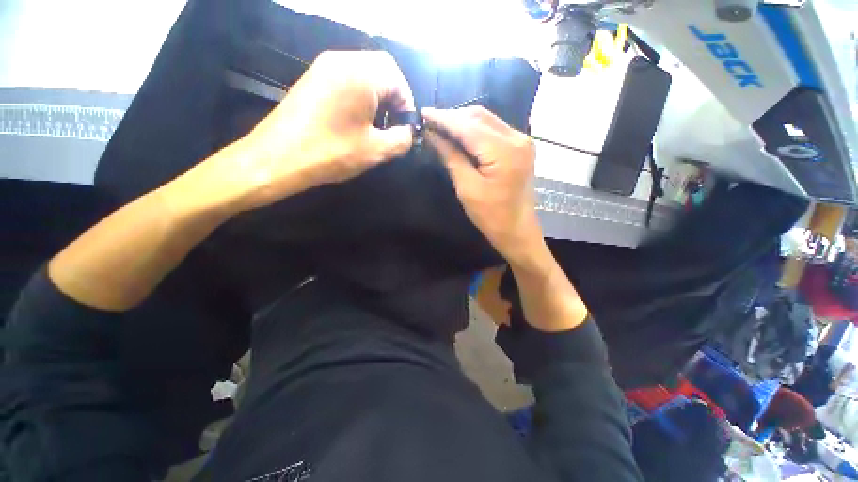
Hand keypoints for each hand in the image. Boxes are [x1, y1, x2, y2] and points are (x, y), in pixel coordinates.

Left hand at [229, 51, 414, 210]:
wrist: (278, 157)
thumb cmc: (331, 152)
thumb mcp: (376, 150)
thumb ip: (402, 139)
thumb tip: (408, 133)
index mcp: (361, 74)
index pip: (397, 77)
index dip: (407, 104)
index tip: (405, 128)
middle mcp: (342, 60)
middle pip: (381, 69)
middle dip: (393, 98)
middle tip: (393, 125)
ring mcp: (324, 67)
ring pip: (364, 73)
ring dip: (377, 97)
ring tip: (377, 125)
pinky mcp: (313, 79)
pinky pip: (347, 79)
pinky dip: (360, 96)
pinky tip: (356, 120)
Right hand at [422, 106, 541, 261]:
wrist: (517, 230)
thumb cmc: (491, 216)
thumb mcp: (467, 188)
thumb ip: (451, 157)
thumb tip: (433, 135)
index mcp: (504, 151)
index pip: (468, 126)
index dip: (444, 119)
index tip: (422, 113)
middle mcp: (517, 138)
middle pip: (479, 117)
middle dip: (453, 117)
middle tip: (430, 122)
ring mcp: (522, 140)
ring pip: (487, 120)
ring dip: (463, 122)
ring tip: (441, 127)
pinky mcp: (520, 147)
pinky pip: (494, 130)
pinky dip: (475, 130)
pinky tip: (460, 135)